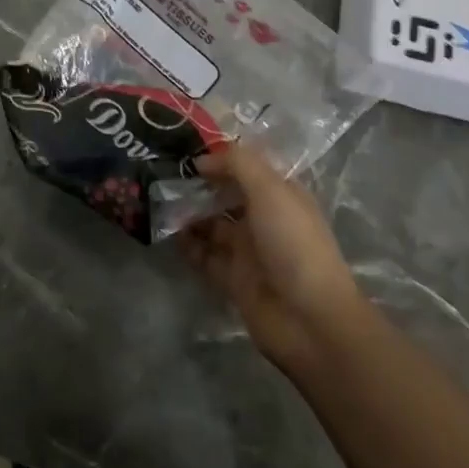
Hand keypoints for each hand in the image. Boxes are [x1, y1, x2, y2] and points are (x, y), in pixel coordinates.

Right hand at [179, 143, 362, 373]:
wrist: (309, 319)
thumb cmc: (294, 243)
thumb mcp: (270, 190)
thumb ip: (236, 164)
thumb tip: (202, 160)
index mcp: (281, 195)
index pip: (247, 168)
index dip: (220, 157)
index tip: (185, 148)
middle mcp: (264, 219)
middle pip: (225, 195)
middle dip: (198, 185)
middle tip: (163, 172)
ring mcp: (248, 251)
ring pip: (211, 224)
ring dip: (188, 213)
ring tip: (158, 199)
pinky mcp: (233, 279)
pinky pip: (204, 256)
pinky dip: (187, 244)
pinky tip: (167, 231)